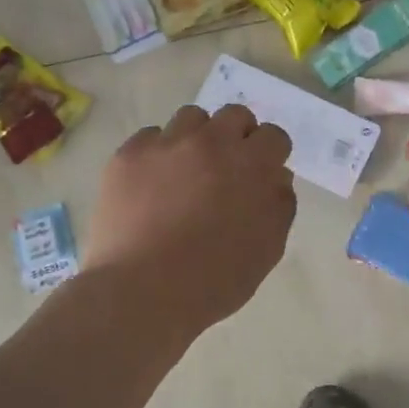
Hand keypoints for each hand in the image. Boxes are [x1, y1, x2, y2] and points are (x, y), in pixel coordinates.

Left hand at [82, 104, 296, 335]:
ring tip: (188, 170)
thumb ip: (279, 206)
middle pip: (234, 115)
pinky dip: (158, 153)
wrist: (141, 292)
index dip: (270, 154)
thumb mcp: (266, 250)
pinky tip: (153, 183)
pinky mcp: (129, 155)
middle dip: (238, 136)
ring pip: (191, 118)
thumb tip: (277, 177)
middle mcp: (210, 142)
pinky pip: (151, 137)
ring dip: (198, 137)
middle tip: (228, 167)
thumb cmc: (213, 280)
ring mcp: (166, 144)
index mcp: (250, 165)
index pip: (273, 136)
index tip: (262, 173)